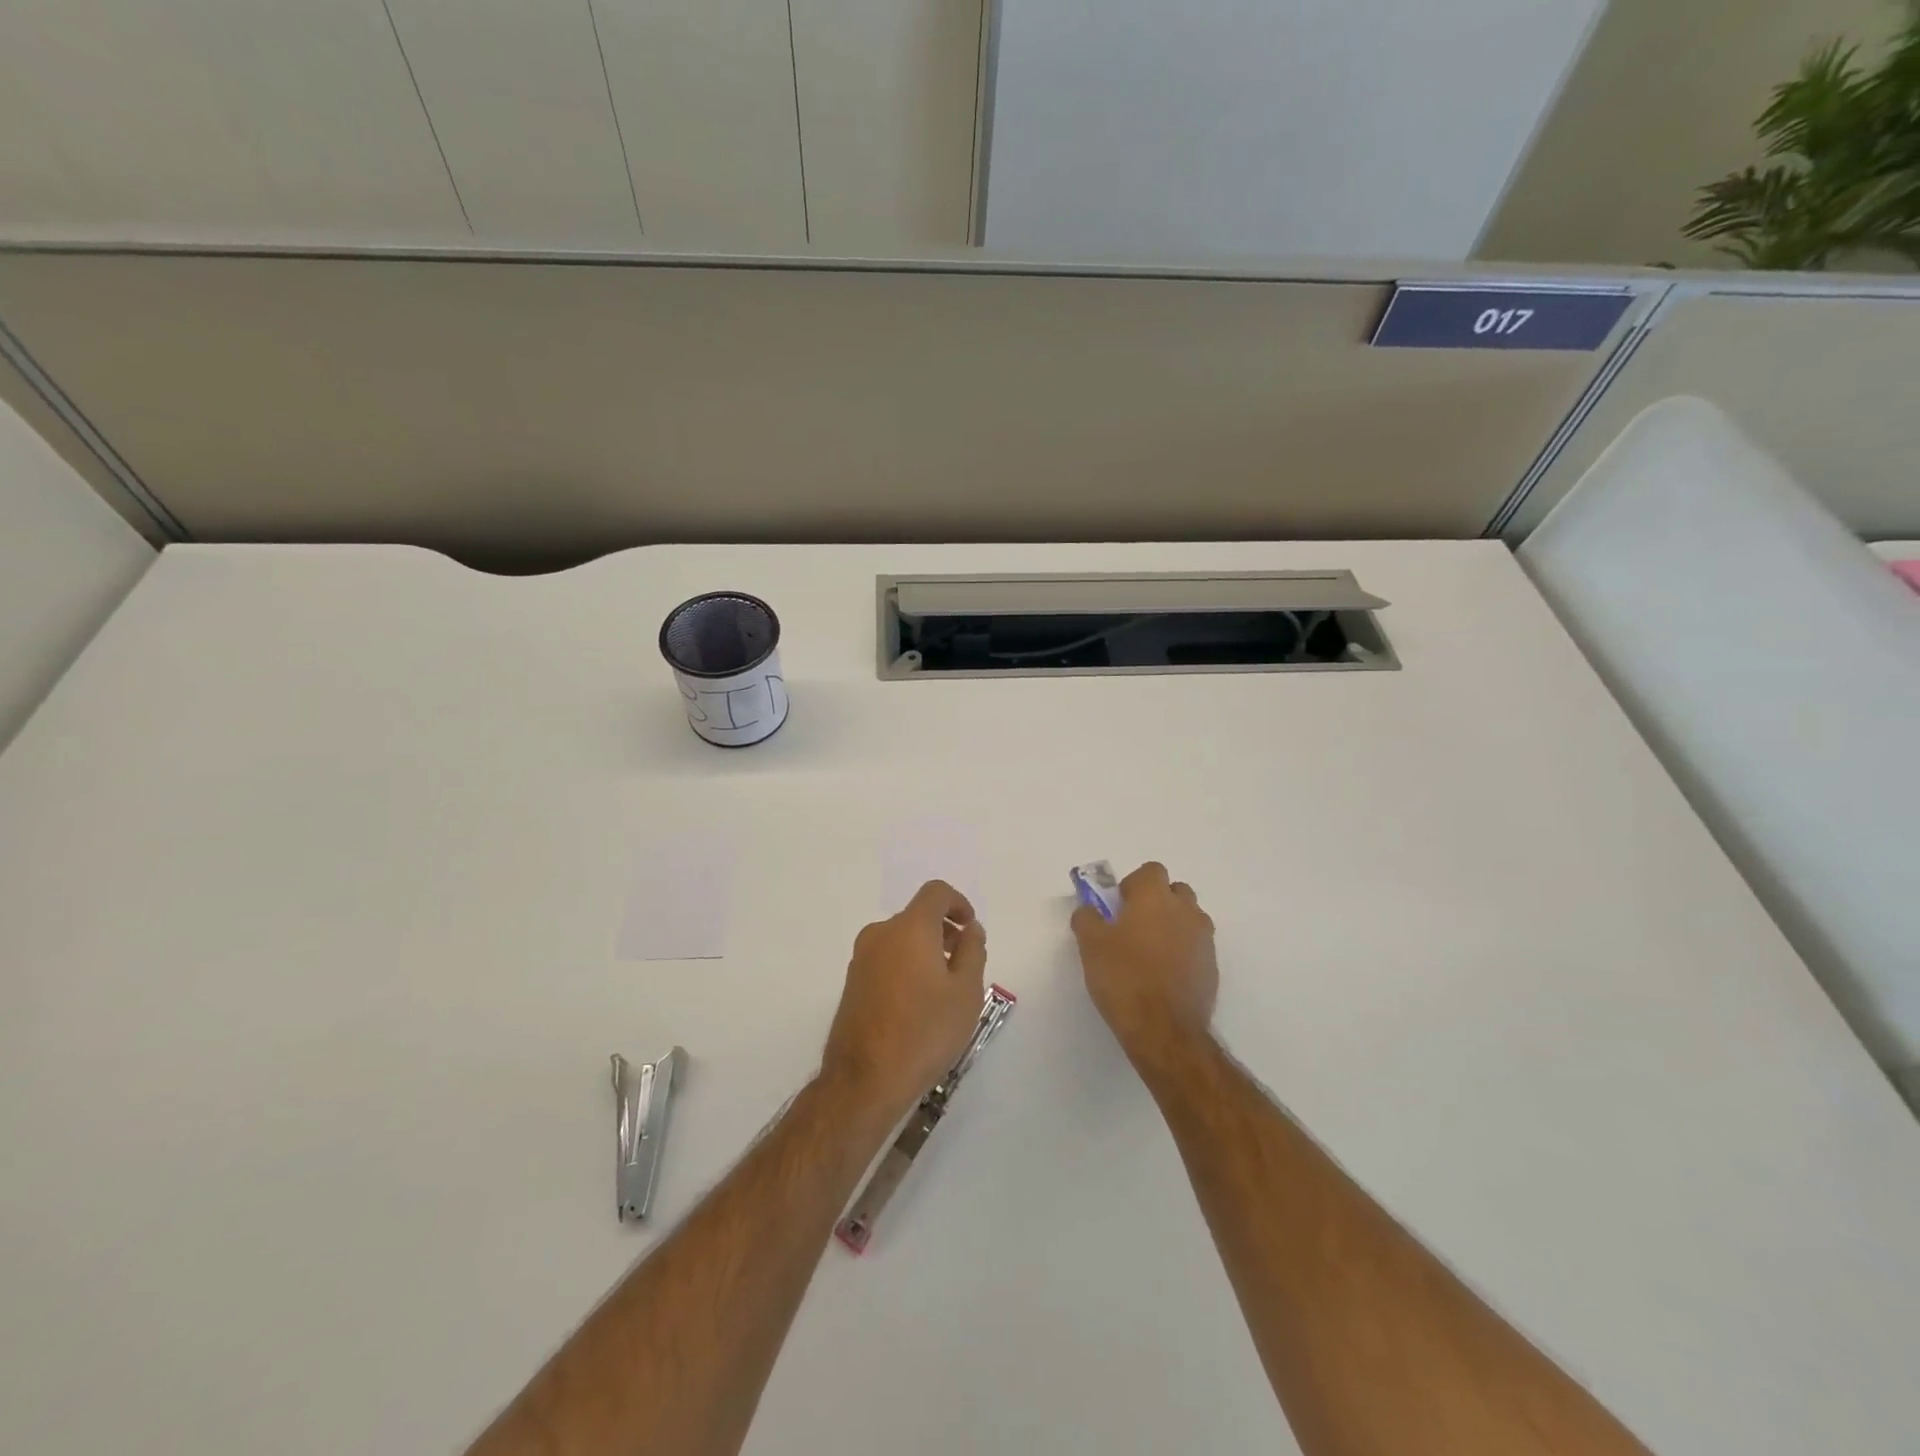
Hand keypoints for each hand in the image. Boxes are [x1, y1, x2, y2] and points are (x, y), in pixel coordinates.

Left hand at [821, 881, 988, 1118]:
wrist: (865, 1080)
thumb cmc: (925, 1032)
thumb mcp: (966, 993)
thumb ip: (972, 951)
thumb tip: (970, 929)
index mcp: (910, 928)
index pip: (936, 893)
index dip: (958, 903)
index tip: (971, 929)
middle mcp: (881, 933)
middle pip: (917, 917)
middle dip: (943, 932)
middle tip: (963, 965)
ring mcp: (861, 958)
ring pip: (900, 939)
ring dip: (924, 951)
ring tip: (943, 990)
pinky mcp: (851, 982)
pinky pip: (886, 959)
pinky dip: (905, 966)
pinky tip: (917, 1004)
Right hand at [1072, 861, 1217, 1068]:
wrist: (1164, 1029)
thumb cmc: (1123, 977)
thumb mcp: (1090, 945)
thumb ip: (1087, 918)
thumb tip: (1089, 909)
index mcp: (1155, 897)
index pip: (1150, 871)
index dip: (1133, 885)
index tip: (1118, 907)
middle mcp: (1185, 910)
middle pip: (1175, 891)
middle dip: (1157, 901)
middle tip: (1133, 926)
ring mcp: (1204, 939)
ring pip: (1188, 918)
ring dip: (1172, 925)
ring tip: (1150, 952)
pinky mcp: (1212, 967)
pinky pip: (1196, 946)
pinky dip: (1183, 952)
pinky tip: (1164, 975)